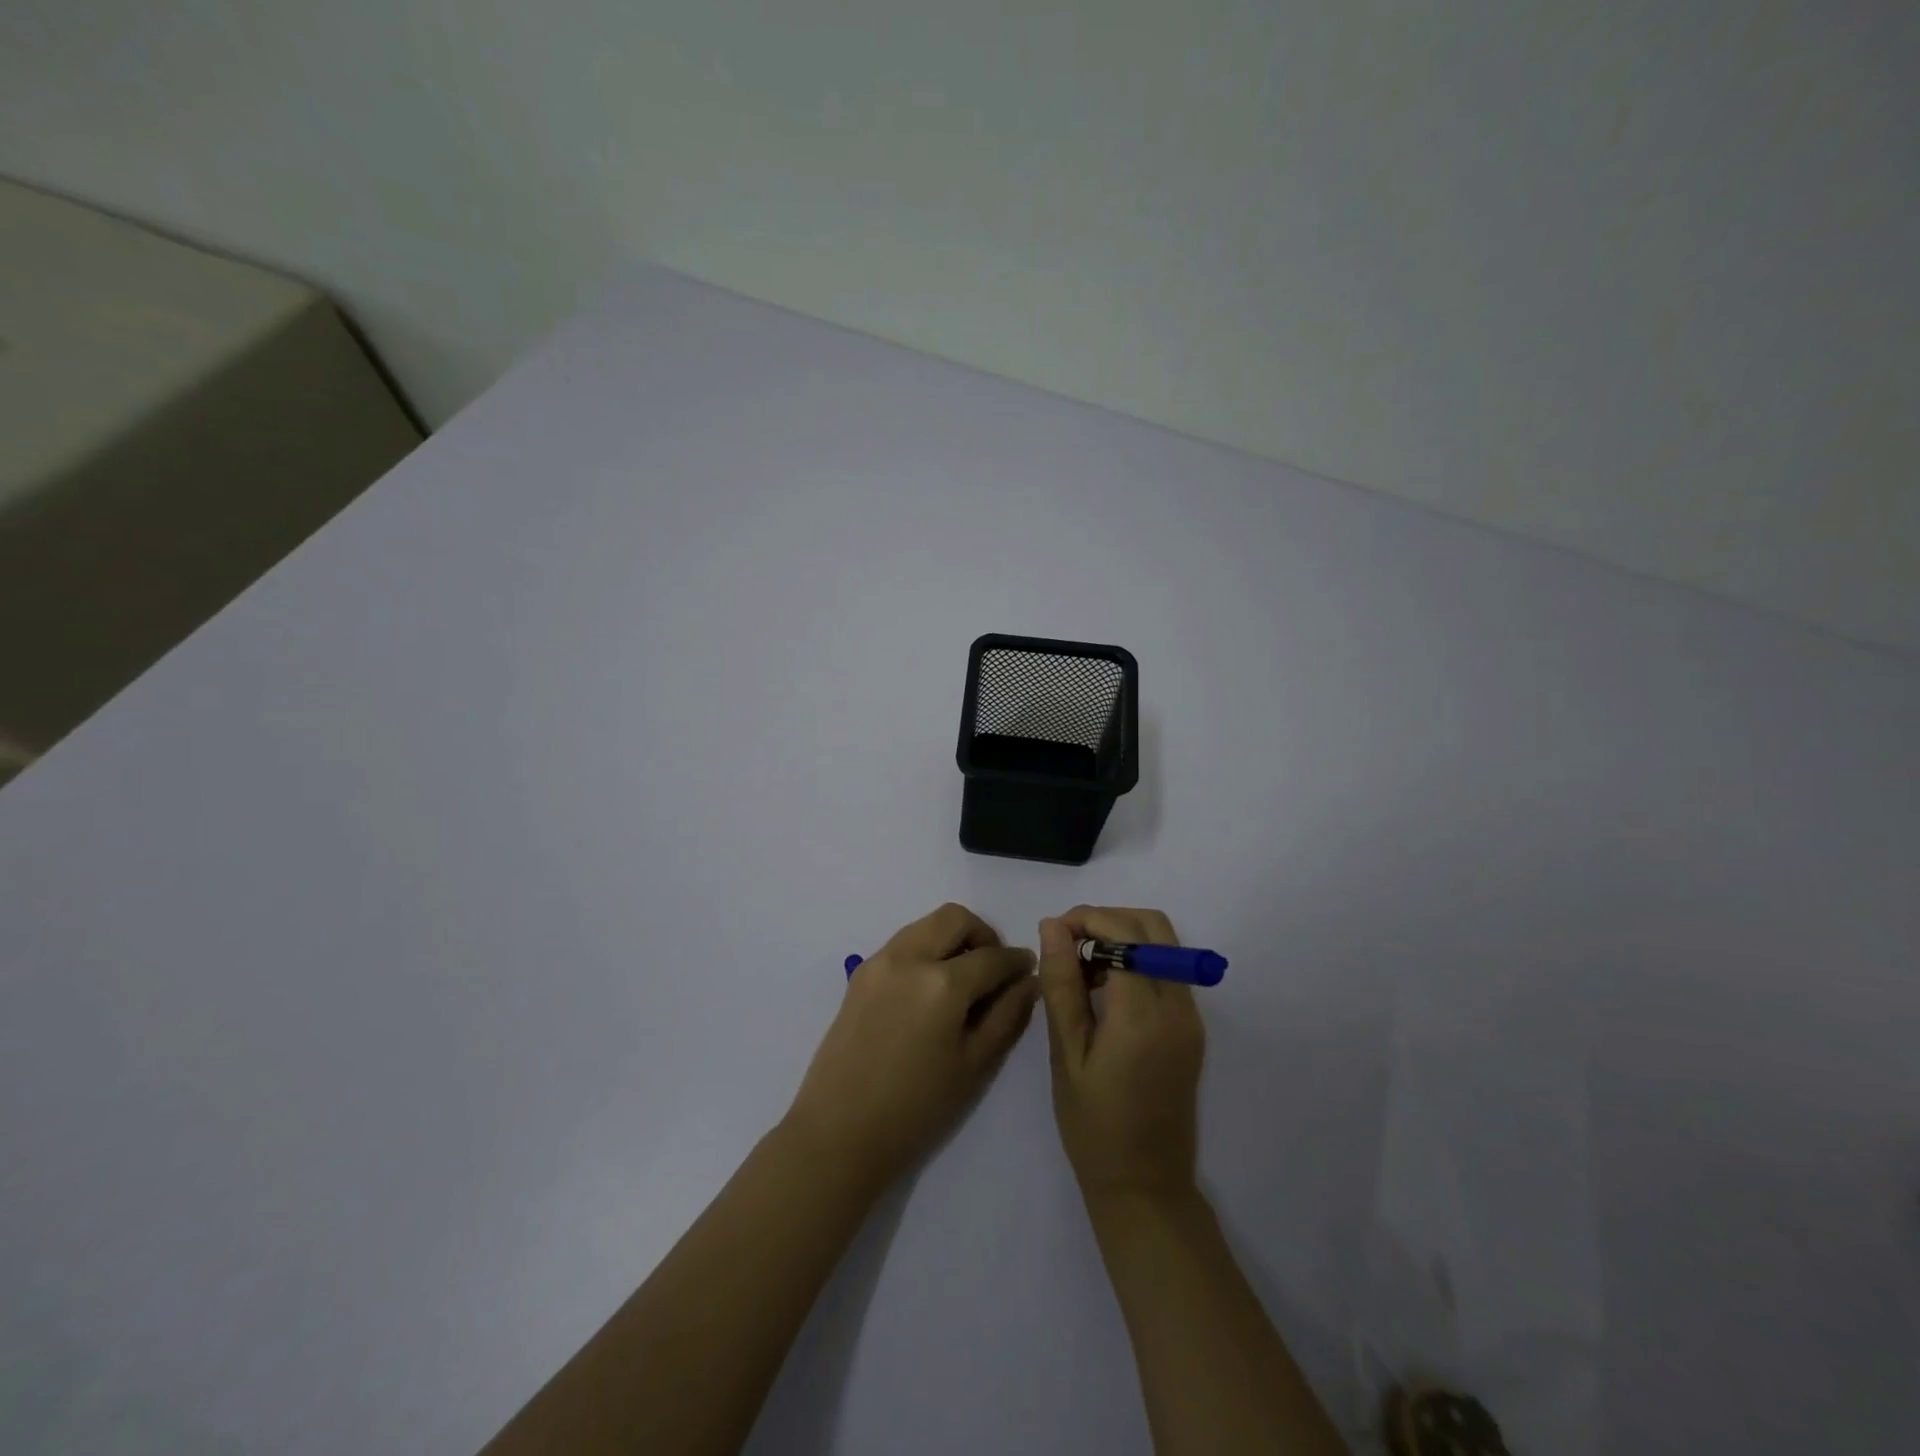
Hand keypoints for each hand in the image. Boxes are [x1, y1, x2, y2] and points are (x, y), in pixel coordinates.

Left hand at [785, 903, 1037, 1191]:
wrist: (838, 1132)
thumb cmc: (916, 1109)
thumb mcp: (974, 1066)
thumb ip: (1006, 1016)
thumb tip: (1028, 981)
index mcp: (942, 983)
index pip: (992, 956)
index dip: (1016, 962)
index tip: (1028, 970)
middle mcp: (909, 957)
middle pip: (955, 919)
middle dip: (983, 935)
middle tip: (995, 968)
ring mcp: (879, 961)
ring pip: (926, 925)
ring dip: (952, 938)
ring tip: (964, 979)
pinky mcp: (860, 974)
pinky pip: (903, 943)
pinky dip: (925, 950)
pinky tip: (931, 990)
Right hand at [1037, 906, 1204, 1205]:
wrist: (1146, 1186)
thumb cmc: (1094, 1126)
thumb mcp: (1067, 1054)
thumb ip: (1062, 985)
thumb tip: (1052, 926)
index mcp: (1144, 1014)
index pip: (1122, 934)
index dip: (1085, 919)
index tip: (1053, 933)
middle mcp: (1177, 1005)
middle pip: (1152, 925)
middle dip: (1108, 918)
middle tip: (1068, 942)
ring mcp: (1191, 1016)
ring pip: (1164, 943)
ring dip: (1123, 937)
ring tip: (1082, 967)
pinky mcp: (1192, 1028)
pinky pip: (1168, 970)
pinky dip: (1138, 960)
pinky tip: (1105, 989)